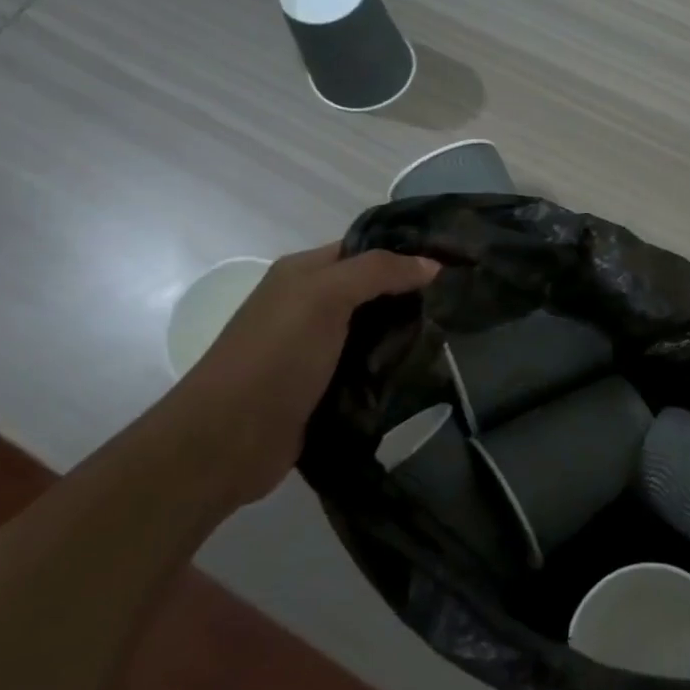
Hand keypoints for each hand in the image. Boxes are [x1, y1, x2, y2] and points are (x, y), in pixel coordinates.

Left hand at [156, 243, 439, 509]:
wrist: (228, 440)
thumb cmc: (275, 356)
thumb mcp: (324, 297)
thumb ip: (378, 272)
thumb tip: (432, 264)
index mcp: (304, 273)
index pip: (365, 249)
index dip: (406, 252)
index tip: (455, 262)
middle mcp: (310, 305)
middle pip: (374, 291)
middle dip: (414, 295)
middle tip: (462, 302)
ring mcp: (318, 349)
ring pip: (375, 331)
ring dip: (408, 335)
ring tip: (456, 336)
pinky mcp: (327, 388)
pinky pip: (370, 368)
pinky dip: (395, 368)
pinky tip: (428, 371)